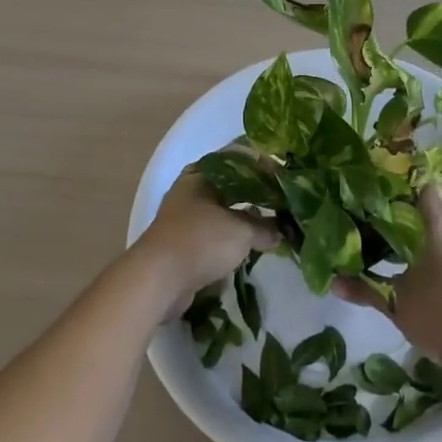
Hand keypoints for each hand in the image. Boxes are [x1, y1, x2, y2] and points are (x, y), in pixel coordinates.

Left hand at [130, 171, 277, 317]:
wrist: (158, 280)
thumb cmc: (201, 241)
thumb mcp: (241, 231)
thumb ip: (265, 227)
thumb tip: (283, 230)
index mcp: (201, 174)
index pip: (237, 160)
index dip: (262, 166)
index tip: (284, 176)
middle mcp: (190, 191)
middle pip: (230, 188)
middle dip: (255, 196)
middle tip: (281, 202)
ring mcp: (184, 219)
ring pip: (222, 213)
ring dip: (243, 221)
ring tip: (271, 227)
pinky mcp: (182, 246)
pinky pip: (214, 237)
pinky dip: (231, 242)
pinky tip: (250, 248)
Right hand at [332, 185, 441, 370]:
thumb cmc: (440, 316)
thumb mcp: (397, 303)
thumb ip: (365, 290)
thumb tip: (333, 284)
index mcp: (440, 224)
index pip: (425, 187)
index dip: (405, 189)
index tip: (384, 200)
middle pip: (434, 209)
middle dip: (412, 219)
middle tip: (385, 231)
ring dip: (428, 239)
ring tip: (402, 254)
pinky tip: (427, 274)